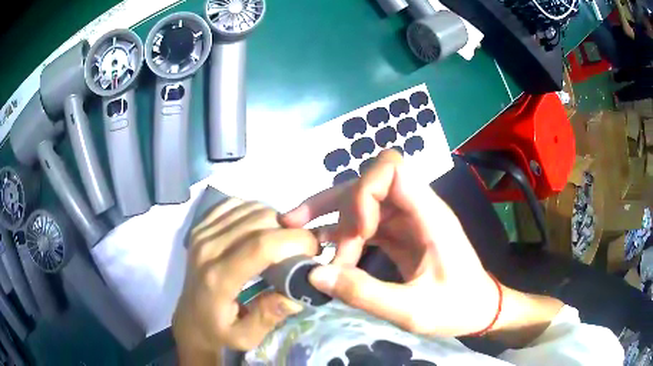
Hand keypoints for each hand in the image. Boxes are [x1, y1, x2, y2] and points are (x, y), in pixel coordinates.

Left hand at [173, 199, 319, 362]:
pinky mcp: (201, 226)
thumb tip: (297, 293)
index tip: (314, 251)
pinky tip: (261, 228)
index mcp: (218, 279)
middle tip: (301, 248)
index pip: (260, 245)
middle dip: (290, 230)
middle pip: (258, 221)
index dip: (294, 240)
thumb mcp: (246, 337)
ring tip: (282, 240)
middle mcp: (207, 249)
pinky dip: (255, 211)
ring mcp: (202, 233)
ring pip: (249, 208)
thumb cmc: (219, 330)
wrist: (190, 319)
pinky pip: (234, 204)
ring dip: (274, 220)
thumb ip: (270, 316)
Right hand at [281, 150, 500, 336]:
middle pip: (369, 182)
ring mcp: (407, 221)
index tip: (358, 233)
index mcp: (429, 215)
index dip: (365, 191)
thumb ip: (365, 294)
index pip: (392, 169)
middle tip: (316, 241)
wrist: (479, 310)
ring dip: (334, 219)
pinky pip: (366, 223)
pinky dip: (343, 234)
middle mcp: (417, 209)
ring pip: (363, 201)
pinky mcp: (400, 235)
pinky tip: (323, 248)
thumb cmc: (457, 308)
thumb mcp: (412, 311)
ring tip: (306, 239)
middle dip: (340, 207)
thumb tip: (315, 274)